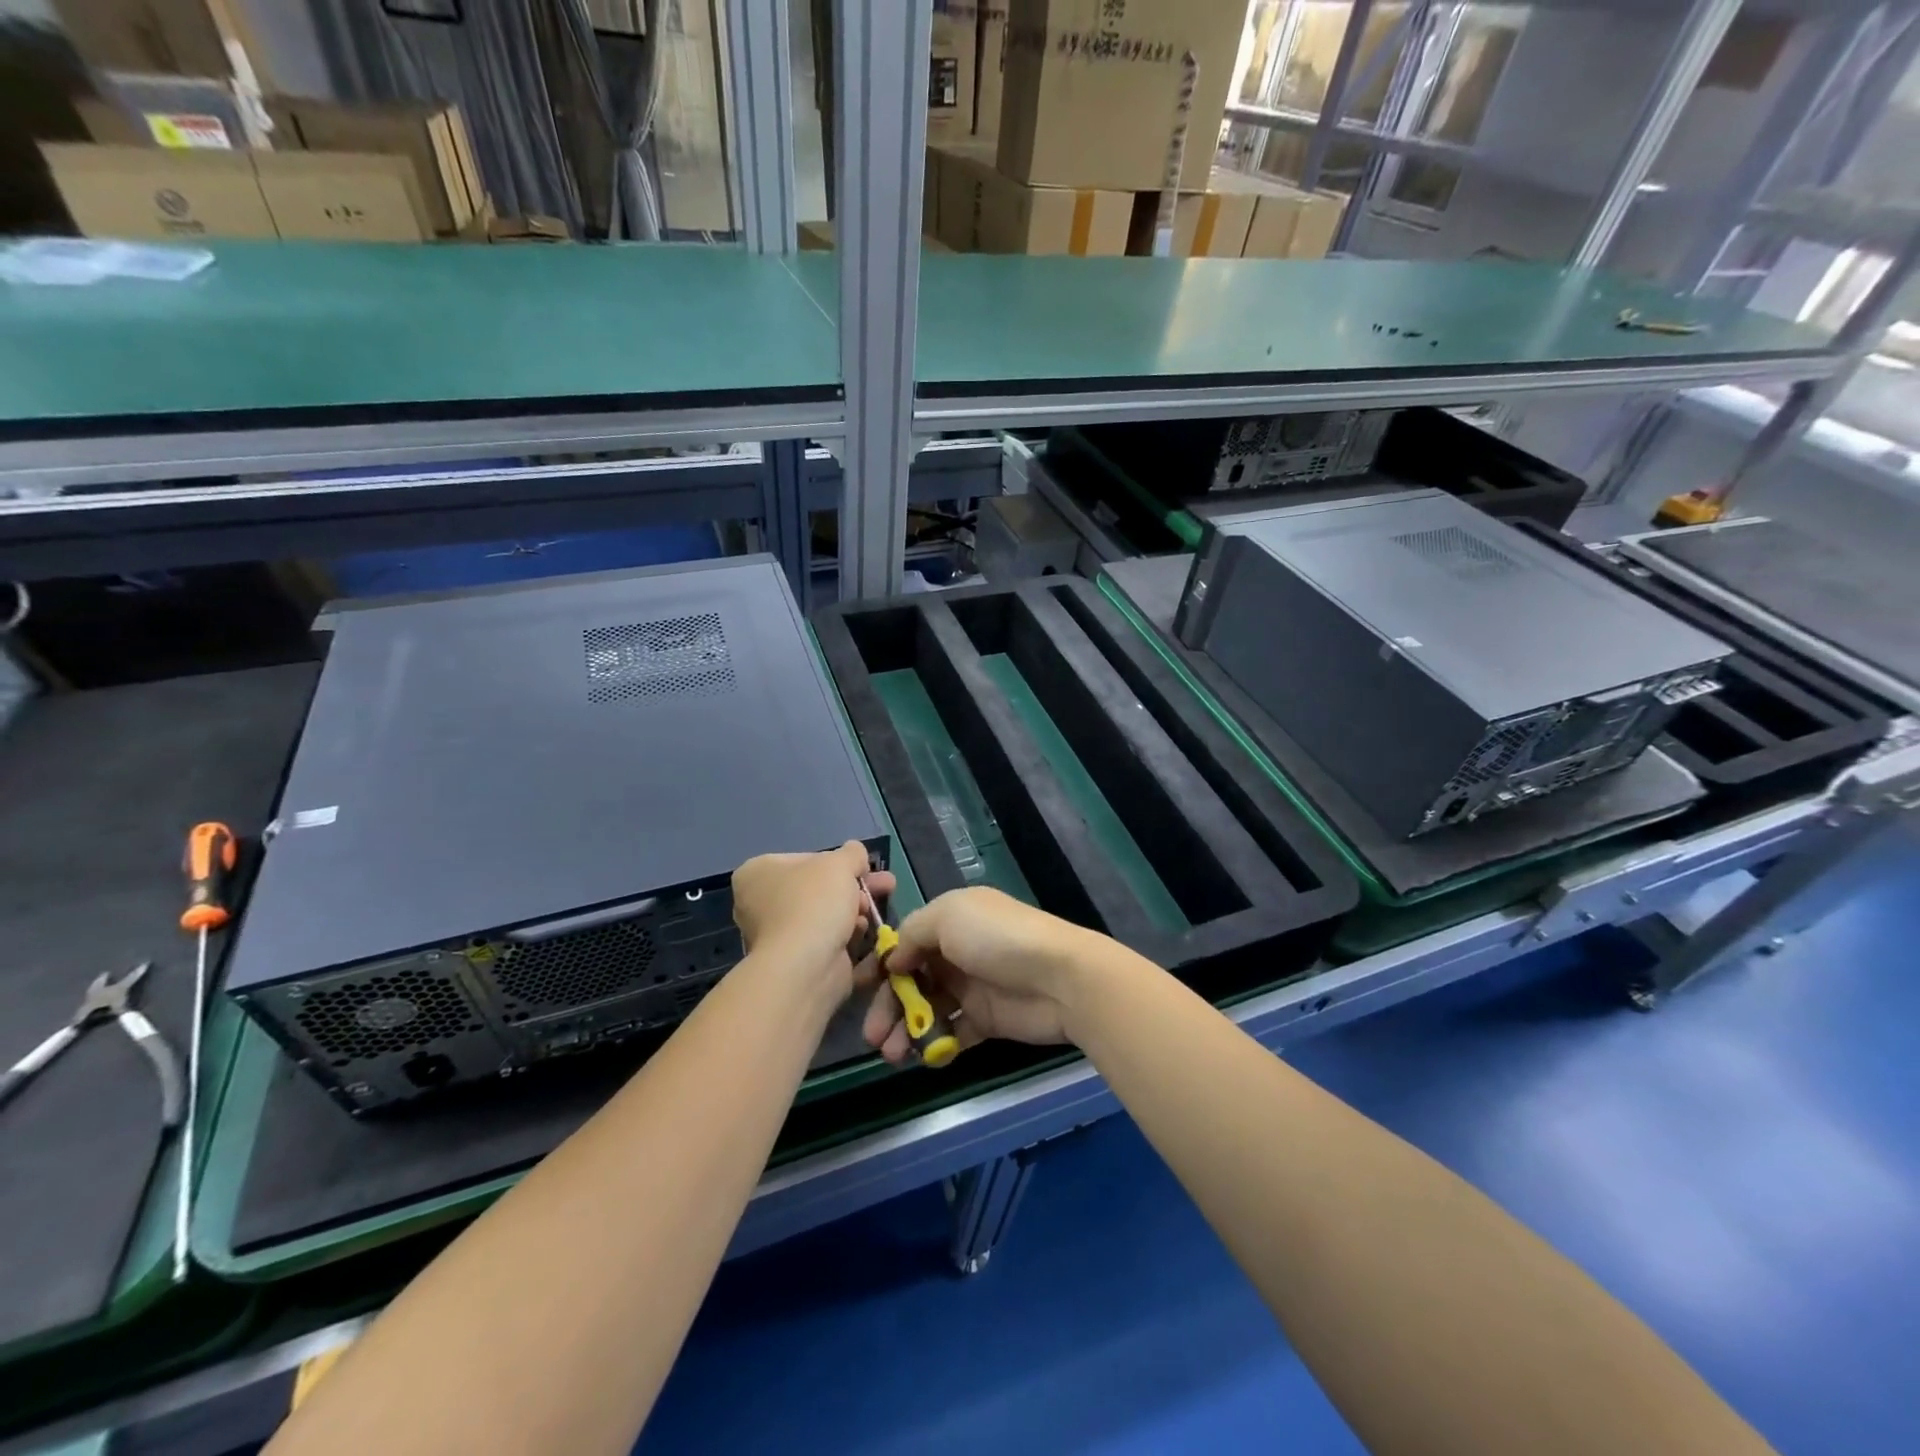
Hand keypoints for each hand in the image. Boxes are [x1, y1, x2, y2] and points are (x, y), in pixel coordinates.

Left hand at [731, 841, 894, 1001]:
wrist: (805, 967)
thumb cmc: (814, 903)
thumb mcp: (840, 863)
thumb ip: (852, 853)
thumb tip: (856, 854)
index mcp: (758, 873)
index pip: (807, 860)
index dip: (840, 862)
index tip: (866, 869)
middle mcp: (759, 903)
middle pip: (819, 889)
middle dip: (856, 888)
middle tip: (887, 886)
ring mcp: (776, 936)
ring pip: (826, 916)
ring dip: (855, 912)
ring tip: (874, 913)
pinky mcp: (794, 963)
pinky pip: (827, 942)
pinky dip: (848, 937)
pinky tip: (867, 935)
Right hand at [861, 887, 1098, 1064]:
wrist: (1060, 977)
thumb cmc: (997, 939)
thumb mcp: (948, 916)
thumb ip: (913, 933)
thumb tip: (894, 959)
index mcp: (950, 920)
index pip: (906, 943)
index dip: (882, 966)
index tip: (860, 990)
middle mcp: (958, 952)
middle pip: (911, 980)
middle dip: (888, 1007)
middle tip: (873, 1037)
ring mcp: (972, 987)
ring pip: (928, 1009)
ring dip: (906, 1030)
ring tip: (893, 1055)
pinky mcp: (986, 1020)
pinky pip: (952, 1033)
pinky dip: (935, 1045)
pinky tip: (924, 1057)